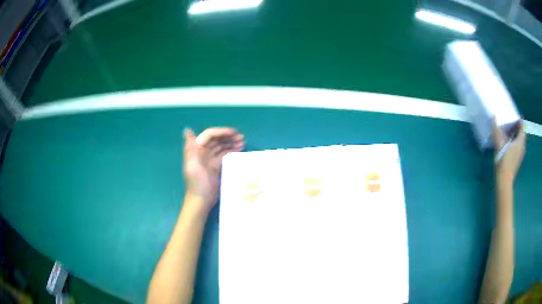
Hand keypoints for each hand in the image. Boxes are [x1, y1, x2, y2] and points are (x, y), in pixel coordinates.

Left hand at [183, 127, 244, 210]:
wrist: (201, 200)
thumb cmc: (197, 184)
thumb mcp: (192, 165)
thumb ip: (190, 148)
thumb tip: (187, 130)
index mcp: (196, 149)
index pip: (209, 135)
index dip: (221, 132)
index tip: (233, 133)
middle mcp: (202, 152)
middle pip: (216, 139)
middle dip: (228, 136)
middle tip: (241, 137)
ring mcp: (209, 159)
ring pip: (221, 146)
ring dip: (231, 142)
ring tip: (243, 141)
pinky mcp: (215, 166)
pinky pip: (224, 154)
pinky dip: (231, 150)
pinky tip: (240, 149)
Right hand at [493, 121, 525, 183]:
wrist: (504, 182)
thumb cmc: (503, 162)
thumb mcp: (499, 144)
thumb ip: (496, 130)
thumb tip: (493, 116)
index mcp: (520, 142)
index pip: (522, 126)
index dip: (518, 119)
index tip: (512, 115)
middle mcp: (522, 147)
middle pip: (521, 133)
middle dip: (516, 126)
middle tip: (508, 121)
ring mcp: (520, 154)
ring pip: (519, 140)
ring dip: (515, 134)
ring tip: (507, 130)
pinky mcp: (517, 159)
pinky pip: (517, 146)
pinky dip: (514, 141)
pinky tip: (507, 143)